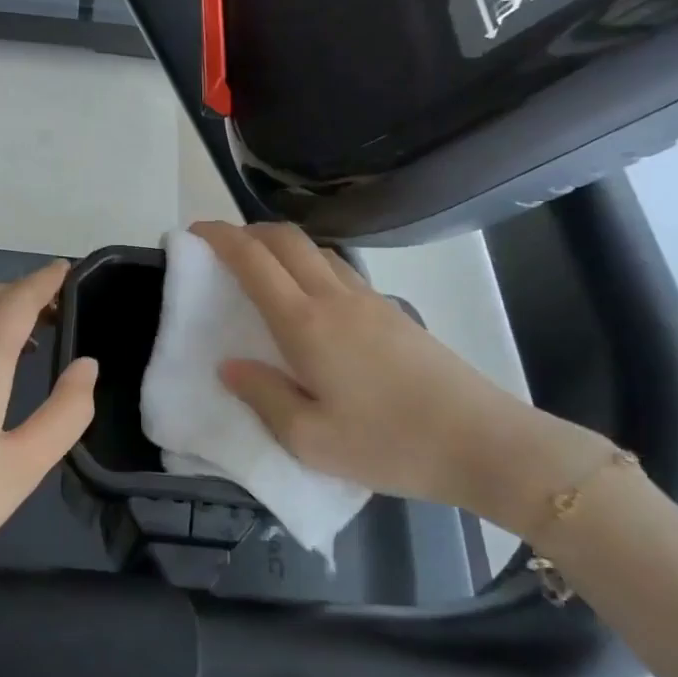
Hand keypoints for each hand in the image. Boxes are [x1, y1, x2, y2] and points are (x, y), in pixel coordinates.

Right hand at [190, 222, 603, 528]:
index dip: (220, 237)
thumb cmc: (388, 445)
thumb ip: (262, 396)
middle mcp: (334, 298)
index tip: (194, 231)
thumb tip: (229, 365)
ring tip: (262, 271)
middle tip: (222, 247)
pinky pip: (340, 269)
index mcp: (305, 324)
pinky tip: (310, 300)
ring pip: (316, 250)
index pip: (253, 260)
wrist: (483, 443)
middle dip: (248, 231)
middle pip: (286, 239)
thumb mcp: (308, 439)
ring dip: (282, 246)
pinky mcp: (393, 312)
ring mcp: (369, 300)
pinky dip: (310, 265)